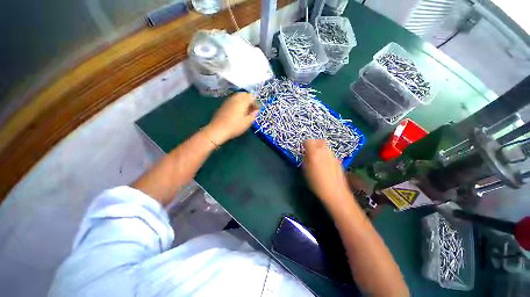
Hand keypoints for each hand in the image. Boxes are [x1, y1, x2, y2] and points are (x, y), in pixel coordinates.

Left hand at [204, 92, 258, 144]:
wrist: (218, 130)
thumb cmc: (235, 126)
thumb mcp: (247, 122)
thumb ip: (253, 114)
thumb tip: (257, 110)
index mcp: (242, 101)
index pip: (251, 96)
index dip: (256, 101)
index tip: (257, 109)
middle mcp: (235, 98)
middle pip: (244, 94)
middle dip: (249, 100)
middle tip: (252, 109)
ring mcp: (228, 100)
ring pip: (238, 96)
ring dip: (243, 101)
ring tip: (245, 111)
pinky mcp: (224, 104)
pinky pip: (233, 100)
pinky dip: (237, 103)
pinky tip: (238, 111)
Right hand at [303, 139, 349, 201]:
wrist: (335, 192)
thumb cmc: (316, 183)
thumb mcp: (306, 171)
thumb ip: (305, 159)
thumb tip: (305, 154)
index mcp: (314, 153)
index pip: (308, 141)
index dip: (304, 143)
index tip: (303, 149)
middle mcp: (324, 151)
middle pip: (319, 140)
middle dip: (314, 143)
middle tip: (310, 151)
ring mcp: (332, 155)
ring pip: (325, 146)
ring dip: (320, 149)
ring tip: (317, 158)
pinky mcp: (338, 160)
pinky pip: (330, 153)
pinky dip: (326, 155)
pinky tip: (325, 164)